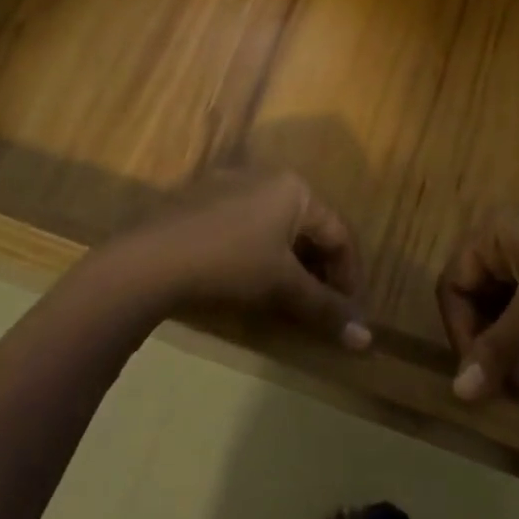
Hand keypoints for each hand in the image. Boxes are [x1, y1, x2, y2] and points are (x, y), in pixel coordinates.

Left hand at [118, 171, 370, 350]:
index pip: (339, 234)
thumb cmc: (230, 264)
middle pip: (310, 227)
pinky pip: (249, 225)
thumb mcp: (282, 287)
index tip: (348, 315)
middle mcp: (268, 177)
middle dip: (320, 270)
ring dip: (291, 263)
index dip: (349, 277)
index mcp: (295, 188)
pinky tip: (250, 280)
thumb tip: (367, 340)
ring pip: (278, 226)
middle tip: (321, 309)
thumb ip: (326, 309)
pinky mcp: (204, 200)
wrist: (151, 259)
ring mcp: (232, 185)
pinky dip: (261, 253)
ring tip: (289, 299)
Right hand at [437, 212, 518, 400]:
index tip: (476, 372)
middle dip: (485, 343)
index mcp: (493, 233)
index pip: (453, 282)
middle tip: (498, 387)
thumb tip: (460, 393)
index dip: (459, 329)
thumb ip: (498, 347)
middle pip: (475, 297)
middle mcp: (506, 243)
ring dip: (507, 349)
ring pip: (502, 310)